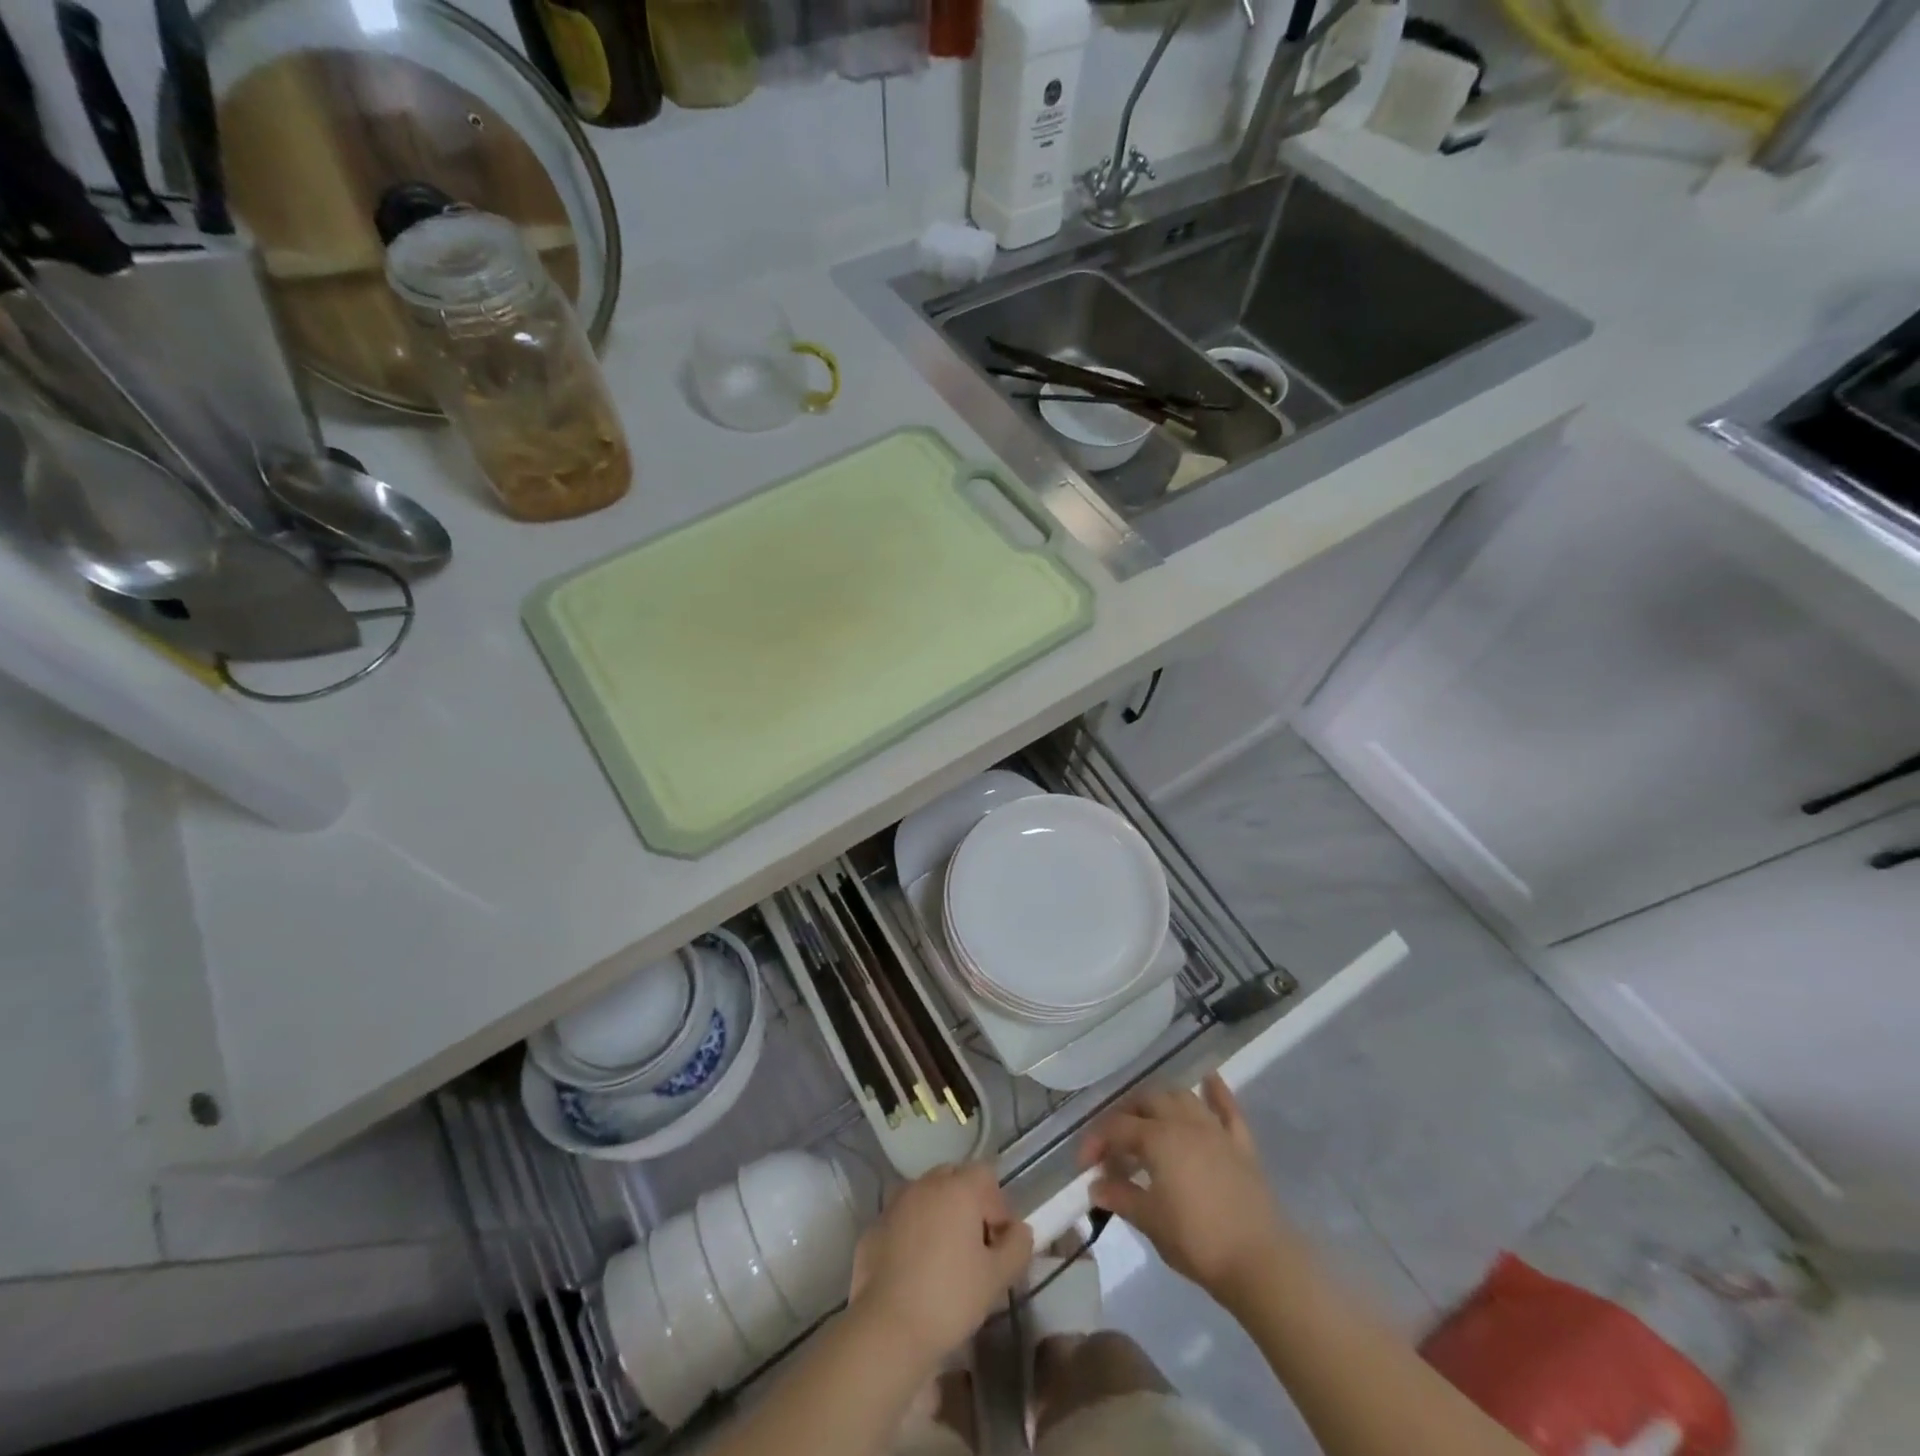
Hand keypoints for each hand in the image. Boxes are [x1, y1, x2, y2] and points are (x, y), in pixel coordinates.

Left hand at [847, 1162, 1033, 1370]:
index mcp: (957, 1188)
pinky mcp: (874, 1226)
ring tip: (943, 1259)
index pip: (985, 1175)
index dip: (997, 1205)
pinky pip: (902, 1219)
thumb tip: (1019, 1230)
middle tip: (974, 1248)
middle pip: (954, 1179)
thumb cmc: (950, 1298)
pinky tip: (914, 1270)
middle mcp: (925, 1184)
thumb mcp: (997, 1278)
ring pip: (925, 1196)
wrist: (887, 1328)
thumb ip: (1017, 1247)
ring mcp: (895, 1203)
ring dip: (938, 1215)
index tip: (998, 1242)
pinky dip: (912, 1232)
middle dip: (968, 1205)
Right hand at [1080, 1076, 1296, 1300]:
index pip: (1116, 1128)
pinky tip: (1209, 1079)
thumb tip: (1095, 1185)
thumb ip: (1121, 1197)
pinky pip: (1227, 1109)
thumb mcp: (1150, 1222)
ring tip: (1149, 1120)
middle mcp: (1184, 1123)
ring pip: (1182, 1097)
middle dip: (1125, 1116)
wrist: (1260, 1262)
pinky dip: (1216, 1092)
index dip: (1096, 1142)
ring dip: (1161, 1101)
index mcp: (1157, 1138)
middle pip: (1147, 1101)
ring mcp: (1215, 1130)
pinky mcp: (1241, 1145)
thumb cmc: (1197, 1242)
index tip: (1084, 1166)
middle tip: (1115, 1146)